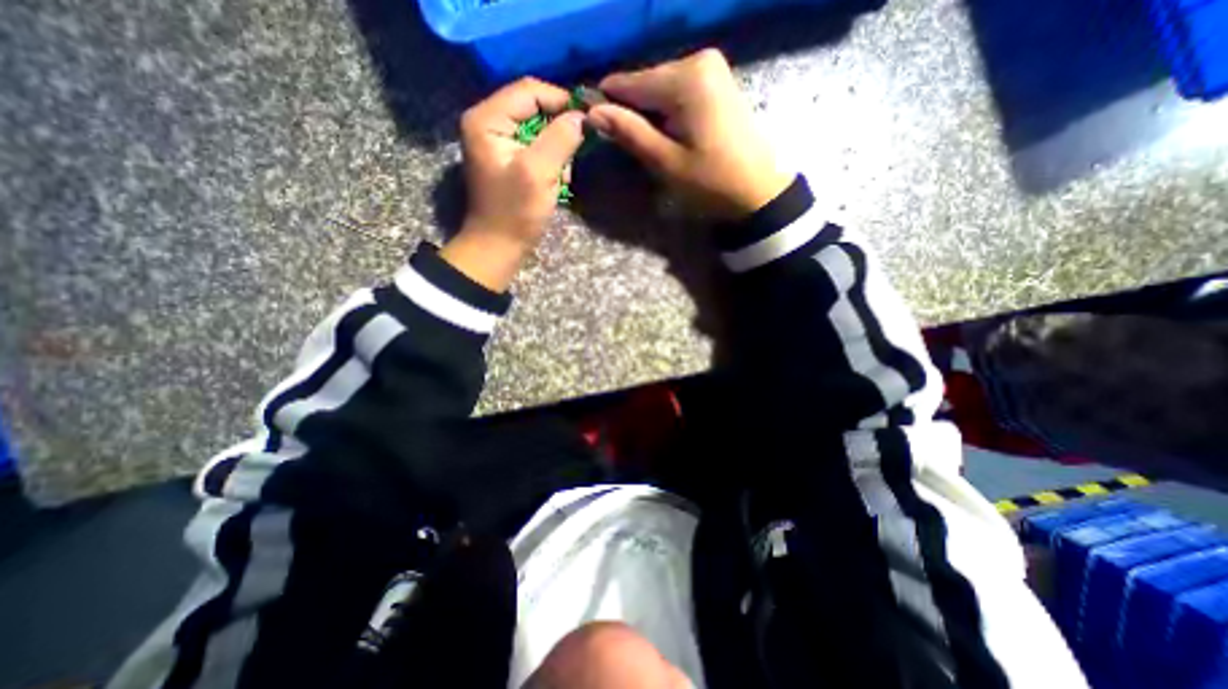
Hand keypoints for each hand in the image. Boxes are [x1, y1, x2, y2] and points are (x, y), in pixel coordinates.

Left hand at [460, 77, 583, 246]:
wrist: (499, 246)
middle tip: (574, 154)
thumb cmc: (516, 212)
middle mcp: (488, 122)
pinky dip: (550, 161)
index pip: (529, 91)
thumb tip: (581, 116)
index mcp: (487, 118)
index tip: (588, 119)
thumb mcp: (539, 172)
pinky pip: (536, 147)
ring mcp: (497, 141)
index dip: (561, 100)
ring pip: (538, 129)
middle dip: (559, 131)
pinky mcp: (508, 158)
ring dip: (557, 150)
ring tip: (562, 175)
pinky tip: (555, 180)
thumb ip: (560, 138)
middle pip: (534, 108)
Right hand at [587, 49, 797, 221]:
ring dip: (649, 115)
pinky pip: (676, 92)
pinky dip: (666, 113)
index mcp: (686, 77)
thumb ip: (630, 133)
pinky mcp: (716, 81)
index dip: (608, 105)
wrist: (758, 189)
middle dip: (632, 112)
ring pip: (659, 88)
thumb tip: (592, 113)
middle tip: (630, 147)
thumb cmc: (711, 182)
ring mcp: (710, 67)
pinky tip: (670, 136)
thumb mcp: (666, 162)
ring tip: (652, 146)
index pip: (628, 83)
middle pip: (645, 83)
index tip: (595, 129)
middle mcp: (698, 59)